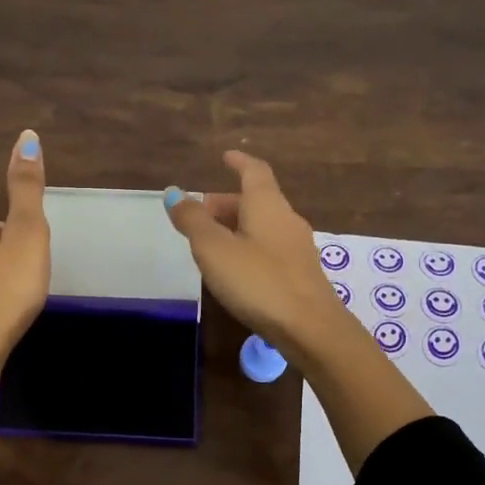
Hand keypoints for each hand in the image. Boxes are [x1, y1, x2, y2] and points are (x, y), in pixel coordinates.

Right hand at [163, 150, 349, 360]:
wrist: (310, 328)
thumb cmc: (258, 281)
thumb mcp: (214, 249)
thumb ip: (193, 220)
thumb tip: (174, 193)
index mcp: (267, 205)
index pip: (254, 171)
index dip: (239, 162)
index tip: (225, 157)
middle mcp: (286, 219)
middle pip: (257, 200)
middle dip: (227, 202)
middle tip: (200, 213)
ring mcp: (297, 247)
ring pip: (263, 225)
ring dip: (237, 226)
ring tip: (212, 243)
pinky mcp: (301, 273)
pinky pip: (270, 247)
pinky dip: (249, 246)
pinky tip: (236, 268)